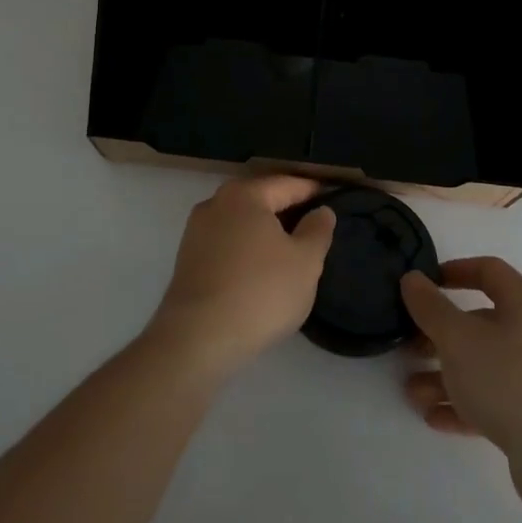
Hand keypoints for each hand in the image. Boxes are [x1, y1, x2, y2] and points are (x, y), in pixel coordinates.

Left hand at [147, 177, 336, 378]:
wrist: (198, 338)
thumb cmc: (260, 292)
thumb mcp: (306, 262)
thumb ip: (318, 230)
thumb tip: (321, 210)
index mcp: (245, 194)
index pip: (287, 184)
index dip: (313, 191)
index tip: (334, 198)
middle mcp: (216, 203)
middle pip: (261, 199)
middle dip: (288, 209)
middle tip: (316, 225)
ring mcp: (196, 231)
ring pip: (241, 221)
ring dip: (265, 230)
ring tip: (291, 249)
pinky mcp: (187, 259)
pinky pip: (226, 242)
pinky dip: (246, 248)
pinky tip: (260, 268)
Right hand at [400, 258, 521, 499]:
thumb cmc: (508, 378)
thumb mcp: (458, 337)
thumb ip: (430, 307)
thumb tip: (412, 278)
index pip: (489, 271)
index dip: (455, 271)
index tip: (425, 283)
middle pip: (480, 324)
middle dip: (439, 335)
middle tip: (408, 346)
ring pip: (481, 367)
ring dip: (444, 377)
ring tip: (412, 393)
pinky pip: (490, 403)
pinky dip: (462, 406)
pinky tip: (433, 418)